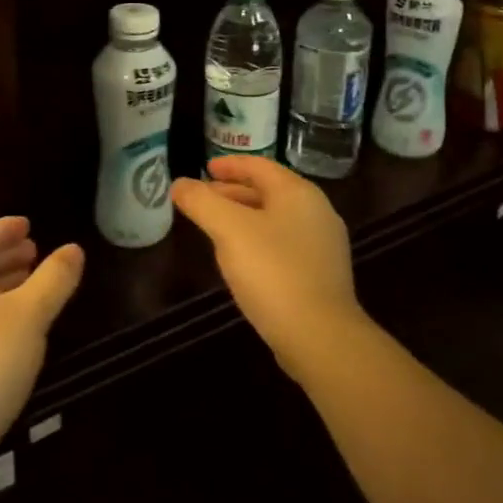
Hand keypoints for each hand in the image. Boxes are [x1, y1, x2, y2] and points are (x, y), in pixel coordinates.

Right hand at [172, 156, 365, 381]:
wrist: (320, 338)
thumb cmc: (273, 272)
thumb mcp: (228, 230)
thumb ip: (201, 202)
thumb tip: (179, 184)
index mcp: (298, 193)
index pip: (259, 166)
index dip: (229, 164)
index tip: (204, 169)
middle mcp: (316, 212)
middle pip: (268, 191)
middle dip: (232, 192)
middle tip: (203, 199)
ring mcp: (322, 246)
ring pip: (275, 219)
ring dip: (244, 217)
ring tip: (215, 227)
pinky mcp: (321, 276)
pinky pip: (283, 244)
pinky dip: (258, 240)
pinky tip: (241, 259)